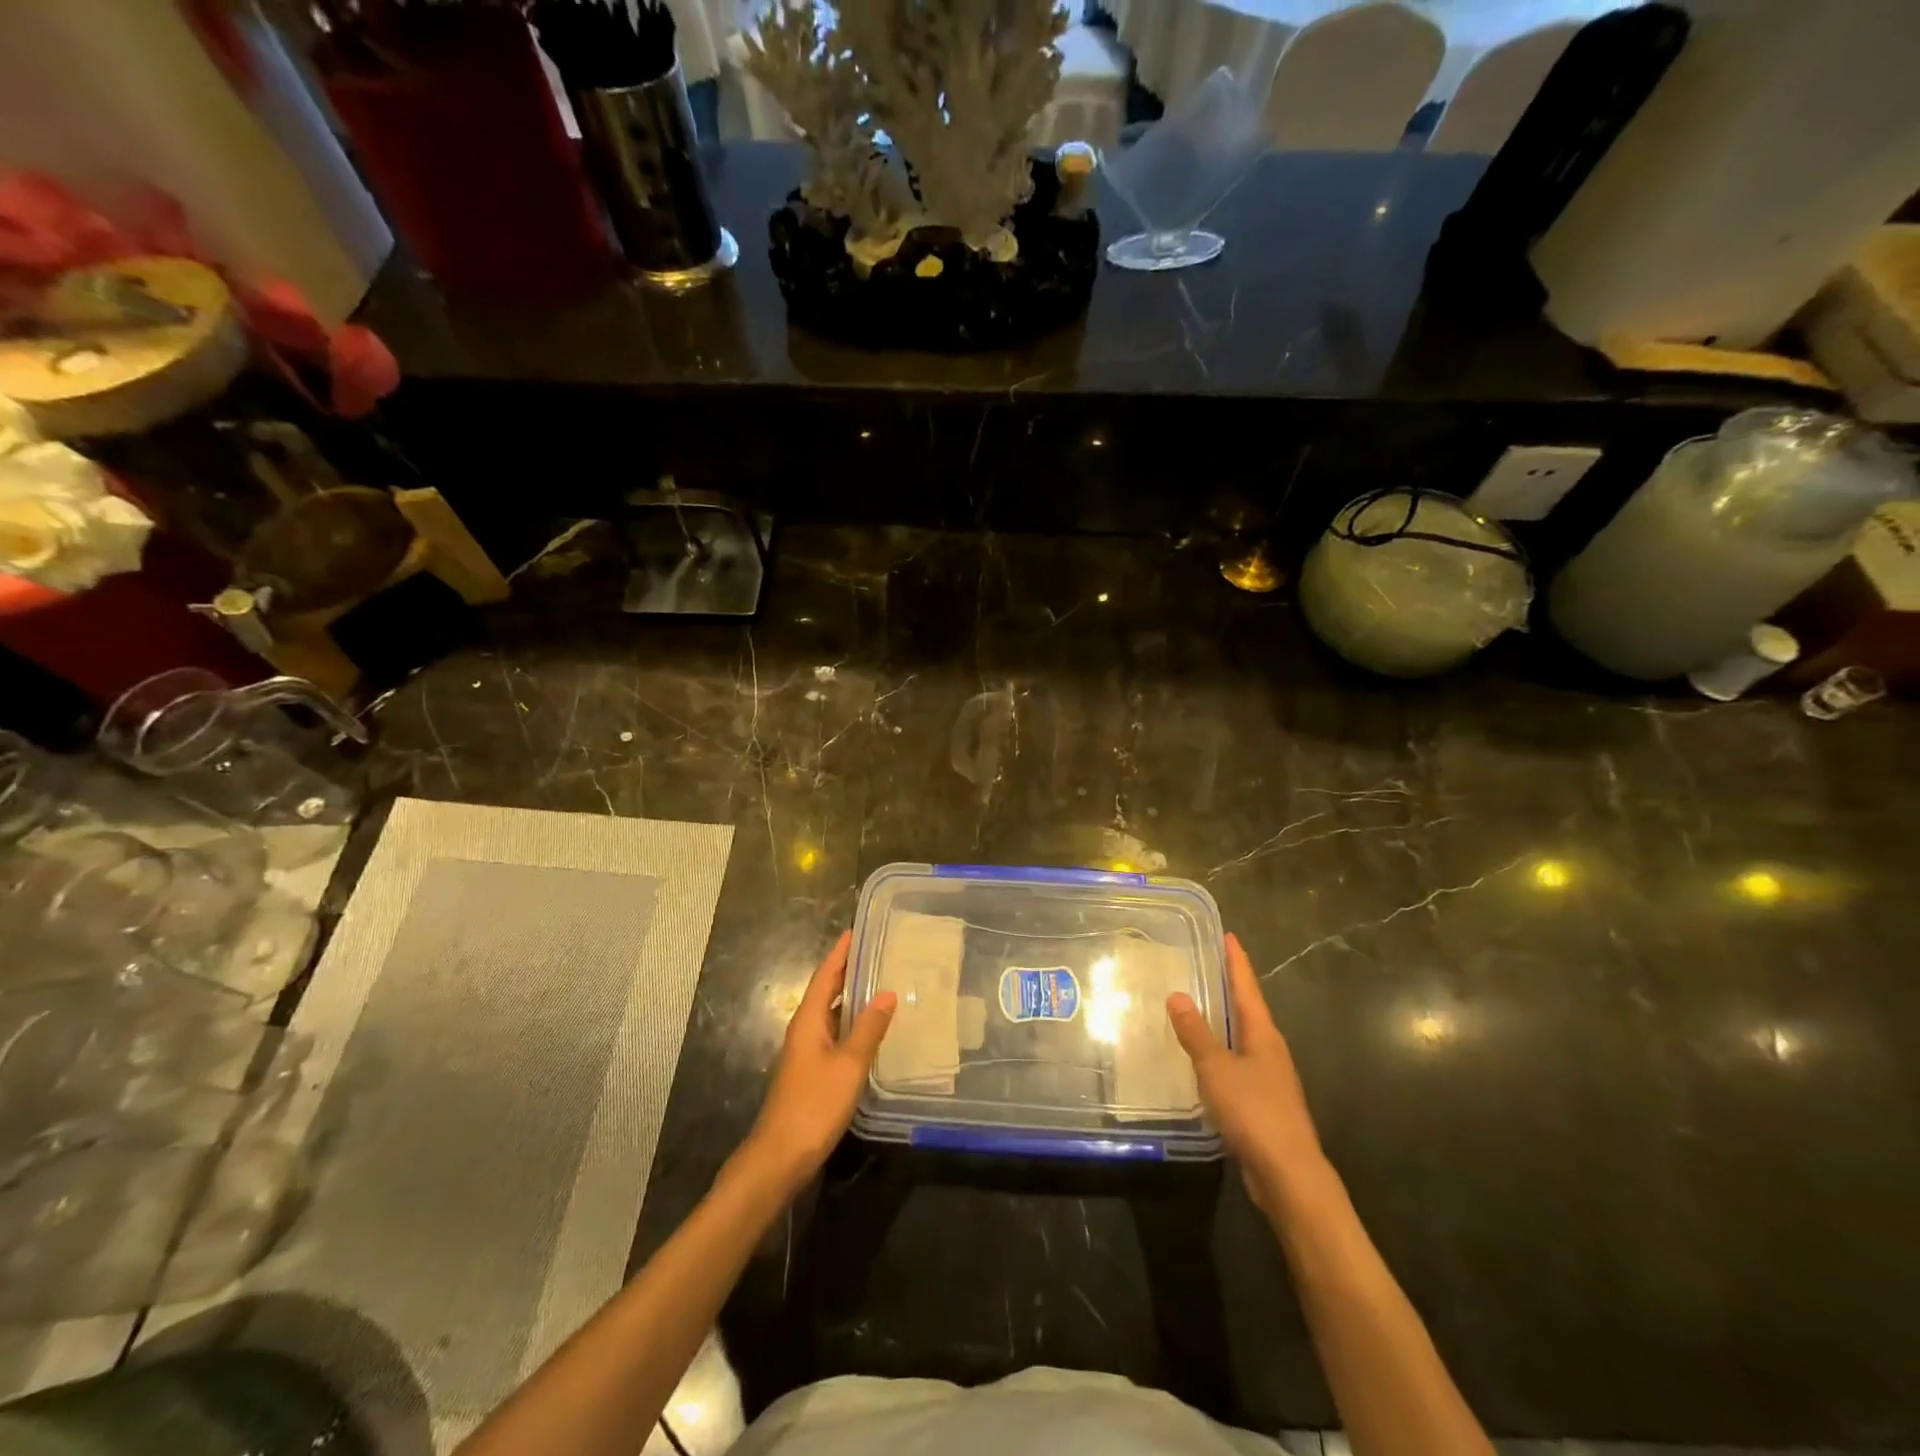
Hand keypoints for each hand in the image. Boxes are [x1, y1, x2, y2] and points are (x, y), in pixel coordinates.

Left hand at [739, 930, 896, 1195]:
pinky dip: (852, 1023)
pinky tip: (871, 1029)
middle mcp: (804, 1029)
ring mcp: (806, 1051)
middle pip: (827, 990)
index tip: (856, 930)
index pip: (826, 975)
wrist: (780, 1156)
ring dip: (852, 997)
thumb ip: (868, 1029)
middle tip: (877, 952)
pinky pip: (834, 1033)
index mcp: (809, 1020)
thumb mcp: (849, 1065)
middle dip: (848, 970)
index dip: (841, 953)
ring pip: (831, 1013)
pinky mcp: (812, 1071)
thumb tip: (888, 992)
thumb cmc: (814, 1105)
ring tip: (881, 982)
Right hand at [1168, 932, 1328, 1216]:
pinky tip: (1201, 1059)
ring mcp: (1268, 1078)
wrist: (1289, 1175)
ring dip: (1222, 1021)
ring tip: (1197, 1006)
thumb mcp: (1217, 1068)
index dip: (1236, 961)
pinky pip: (1236, 1064)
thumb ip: (1196, 1033)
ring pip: (1241, 1038)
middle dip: (1228, 987)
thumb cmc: (1255, 1112)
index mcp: (1263, 1034)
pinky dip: (1218, 1052)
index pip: (1247, 987)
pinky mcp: (1262, 1103)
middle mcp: (1270, 1050)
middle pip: (1247, 1009)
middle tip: (1205, 964)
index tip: (1228, 935)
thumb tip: (1177, 995)